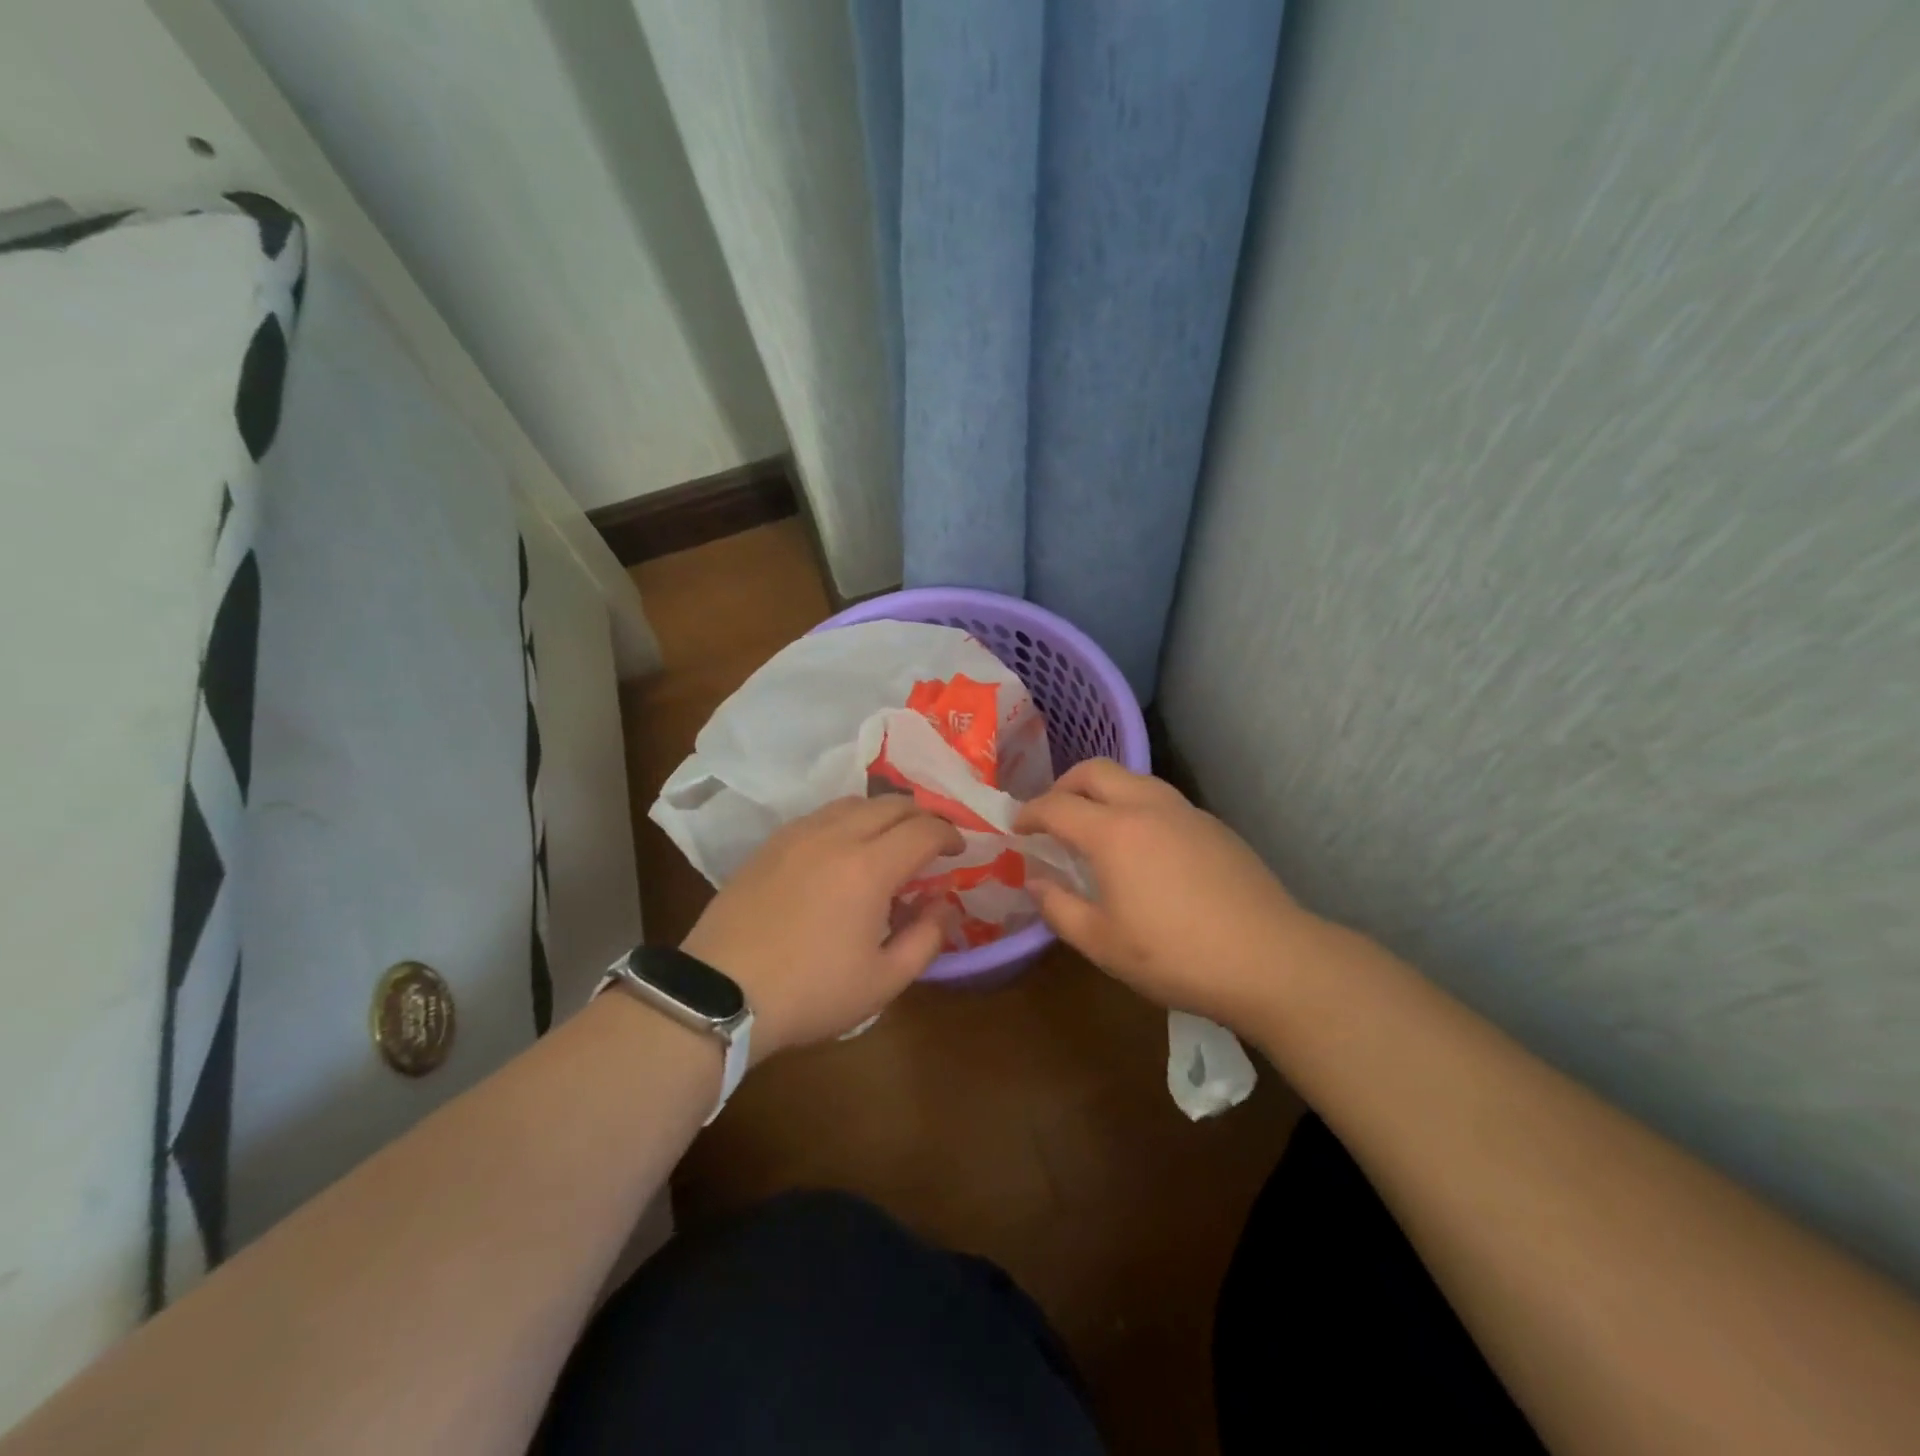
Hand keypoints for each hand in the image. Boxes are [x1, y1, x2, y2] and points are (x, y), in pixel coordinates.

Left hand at [680, 797, 962, 1058]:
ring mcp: (798, 835)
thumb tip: (946, 905)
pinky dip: (846, 819)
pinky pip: (820, 815)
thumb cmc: (810, 992)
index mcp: (869, 867)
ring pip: (853, 802)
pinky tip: (843, 847)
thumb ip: (926, 939)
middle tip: (931, 840)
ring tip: (890, 839)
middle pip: (890, 804)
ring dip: (882, 813)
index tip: (959, 850)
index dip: (949, 834)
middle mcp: (836, 836)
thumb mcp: (882, 981)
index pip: (923, 830)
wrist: (720, 992)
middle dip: (921, 816)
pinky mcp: (770, 844)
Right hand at [1014, 759, 1315, 1026]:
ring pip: (1133, 778)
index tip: (1016, 827)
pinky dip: (1136, 806)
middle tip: (1052, 815)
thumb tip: (1035, 881)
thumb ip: (1059, 908)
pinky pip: (1161, 799)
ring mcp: (1186, 811)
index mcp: (1113, 832)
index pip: (1057, 806)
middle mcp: (1148, 806)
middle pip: (1095, 771)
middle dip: (1064, 785)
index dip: (1029, 813)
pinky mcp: (1214, 825)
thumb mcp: (1102, 943)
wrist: (1270, 959)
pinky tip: (1143, 846)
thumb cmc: (1175, 955)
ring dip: (1103, 791)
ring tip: (1095, 826)